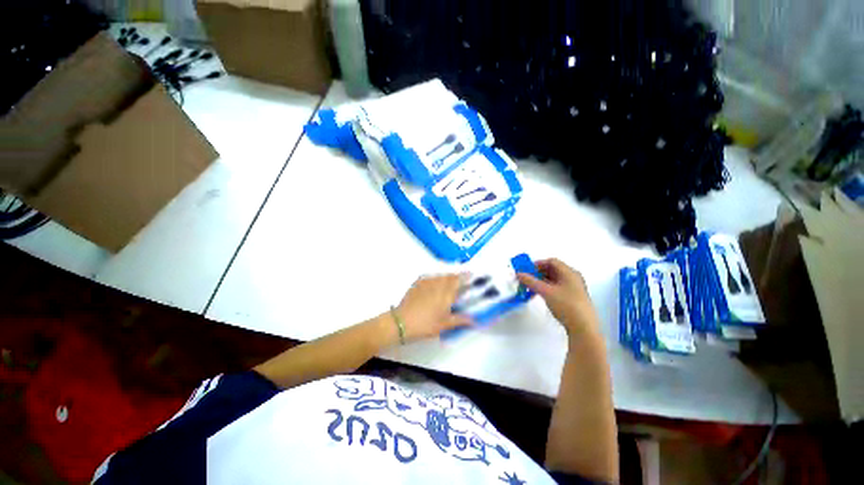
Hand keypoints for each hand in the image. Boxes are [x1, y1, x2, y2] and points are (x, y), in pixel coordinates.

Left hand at [396, 275, 471, 341]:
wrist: (403, 321)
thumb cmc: (426, 324)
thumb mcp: (445, 325)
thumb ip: (460, 319)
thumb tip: (474, 320)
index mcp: (446, 293)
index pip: (458, 280)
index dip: (465, 276)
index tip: (471, 274)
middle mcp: (437, 284)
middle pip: (449, 276)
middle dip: (456, 276)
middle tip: (459, 281)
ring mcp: (426, 282)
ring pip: (439, 275)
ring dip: (445, 277)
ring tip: (447, 283)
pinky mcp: (417, 283)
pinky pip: (429, 277)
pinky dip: (434, 279)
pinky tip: (433, 284)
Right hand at [517, 259, 598, 336]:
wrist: (583, 327)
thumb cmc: (566, 305)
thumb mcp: (546, 291)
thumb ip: (530, 281)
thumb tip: (519, 274)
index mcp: (569, 272)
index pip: (551, 261)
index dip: (537, 264)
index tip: (526, 269)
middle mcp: (572, 277)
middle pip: (552, 270)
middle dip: (537, 273)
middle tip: (526, 279)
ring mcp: (573, 288)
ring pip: (553, 280)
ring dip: (540, 282)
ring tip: (529, 288)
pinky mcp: (572, 297)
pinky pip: (556, 287)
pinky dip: (546, 288)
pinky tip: (538, 294)